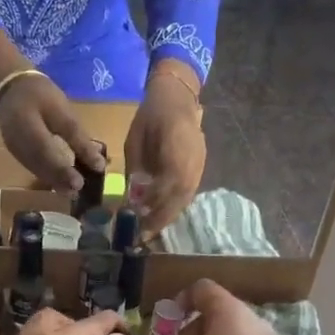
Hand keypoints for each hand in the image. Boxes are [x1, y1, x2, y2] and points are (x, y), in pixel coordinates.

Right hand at [0, 73, 106, 191]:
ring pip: (36, 169)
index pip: (45, 152)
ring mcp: (14, 149)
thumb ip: (77, 137)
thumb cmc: (39, 93)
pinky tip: (59, 179)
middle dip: (59, 180)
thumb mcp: (62, 109)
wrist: (9, 85)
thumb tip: (96, 163)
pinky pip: (32, 166)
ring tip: (71, 189)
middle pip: (40, 166)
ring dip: (53, 180)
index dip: (62, 170)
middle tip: (78, 191)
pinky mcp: (16, 151)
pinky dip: (47, 174)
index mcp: (27, 126)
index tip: (79, 183)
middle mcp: (16, 142)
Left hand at [124, 64, 205, 235]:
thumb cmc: (150, 118)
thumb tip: (133, 199)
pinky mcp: (200, 167)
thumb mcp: (134, 142)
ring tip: (152, 229)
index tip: (137, 220)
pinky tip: (163, 214)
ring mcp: (199, 165)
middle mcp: (192, 161)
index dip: (153, 206)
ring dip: (169, 215)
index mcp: (175, 150)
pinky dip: (176, 205)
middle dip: (161, 218)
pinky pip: (189, 191)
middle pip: (179, 197)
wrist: (177, 98)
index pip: (167, 186)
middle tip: (144, 236)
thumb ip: (136, 170)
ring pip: (186, 197)